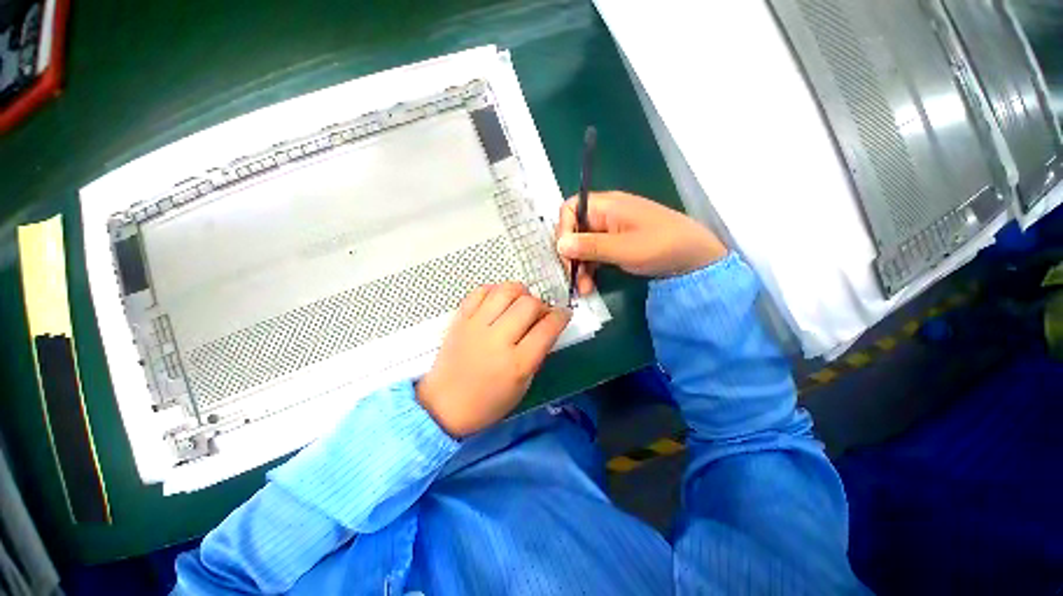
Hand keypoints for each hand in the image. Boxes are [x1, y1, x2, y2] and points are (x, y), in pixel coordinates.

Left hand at [416, 283, 571, 437]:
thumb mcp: (523, 386)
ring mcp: (476, 327)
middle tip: (539, 313)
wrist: (444, 405)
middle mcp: (497, 341)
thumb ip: (537, 354)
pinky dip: (494, 290)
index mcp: (517, 364)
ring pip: (505, 291)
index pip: (548, 328)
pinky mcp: (460, 319)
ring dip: (520, 292)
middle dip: (541, 305)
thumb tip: (547, 326)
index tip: (563, 314)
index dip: (561, 316)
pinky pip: (480, 291)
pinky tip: (499, 300)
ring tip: (520, 302)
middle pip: (529, 304)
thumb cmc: (488, 402)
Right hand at [556, 191, 727, 293]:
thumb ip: (590, 246)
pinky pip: (594, 253)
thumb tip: (559, 245)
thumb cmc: (661, 246)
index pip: (569, 210)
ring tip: (583, 288)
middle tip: (572, 277)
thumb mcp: (623, 249)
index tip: (565, 255)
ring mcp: (610, 230)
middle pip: (574, 229)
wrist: (694, 257)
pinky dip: (589, 268)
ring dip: (579, 266)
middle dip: (570, 254)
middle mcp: (604, 214)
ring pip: (582, 245)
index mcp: (606, 205)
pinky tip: (590, 285)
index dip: (563, 231)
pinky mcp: (615, 244)